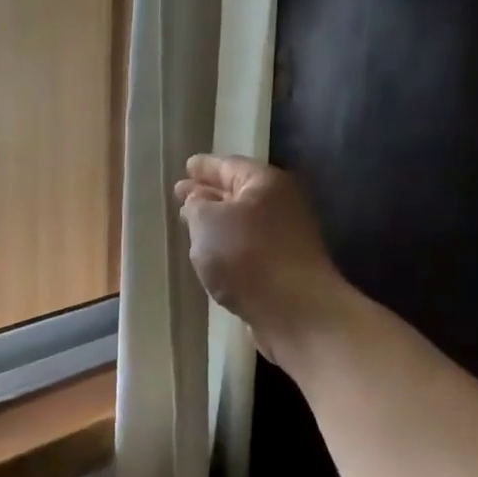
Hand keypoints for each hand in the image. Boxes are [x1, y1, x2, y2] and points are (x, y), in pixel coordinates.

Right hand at [174, 154, 347, 362]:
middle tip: (181, 194)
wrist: (296, 311)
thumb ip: (196, 205)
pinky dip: (228, 245)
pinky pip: (248, 245)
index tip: (186, 165)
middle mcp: (281, 203)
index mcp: (265, 182)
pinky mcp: (284, 266)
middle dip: (209, 193)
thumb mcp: (207, 221)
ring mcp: (286, 236)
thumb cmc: (247, 256)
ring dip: (218, 222)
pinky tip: (212, 254)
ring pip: (243, 220)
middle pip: (238, 192)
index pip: (228, 165)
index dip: (204, 166)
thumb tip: (198, 200)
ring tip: (191, 224)